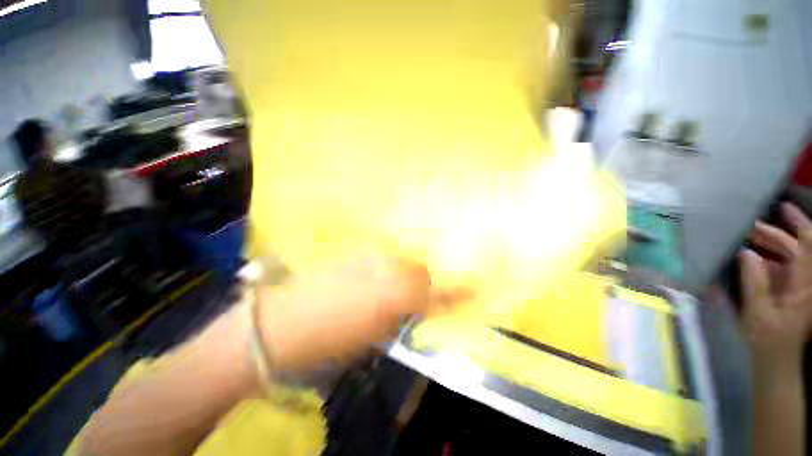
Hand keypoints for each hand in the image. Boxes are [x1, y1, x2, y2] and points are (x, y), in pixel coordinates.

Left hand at [256, 256, 465, 371]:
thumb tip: (421, 306)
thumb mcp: (377, 335)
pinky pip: (386, 255)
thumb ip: (405, 315)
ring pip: (405, 259)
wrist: (286, 321)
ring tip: (393, 288)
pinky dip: (390, 266)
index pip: (438, 291)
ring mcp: (374, 254)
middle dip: (425, 284)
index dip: (458, 290)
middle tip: (417, 298)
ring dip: (406, 274)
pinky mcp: (359, 249)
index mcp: (397, 294)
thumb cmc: (333, 340)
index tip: (474, 286)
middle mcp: (391, 266)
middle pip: (422, 270)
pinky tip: (376, 277)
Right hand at [741, 203, 811, 370]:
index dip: (799, 225)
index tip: (782, 209)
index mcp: (804, 285)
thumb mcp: (759, 314)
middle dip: (774, 233)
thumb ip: (755, 284)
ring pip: (788, 255)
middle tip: (748, 225)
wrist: (776, 358)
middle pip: (796, 247)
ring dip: (768, 244)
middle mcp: (805, 280)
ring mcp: (797, 285)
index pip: (808, 247)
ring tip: (745, 236)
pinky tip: (750, 256)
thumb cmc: (768, 340)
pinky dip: (766, 257)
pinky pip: (781, 266)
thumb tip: (746, 254)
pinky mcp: (788, 289)